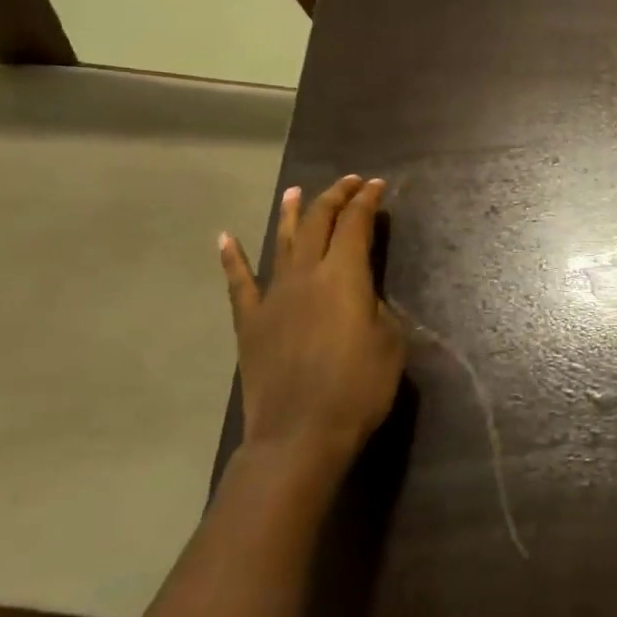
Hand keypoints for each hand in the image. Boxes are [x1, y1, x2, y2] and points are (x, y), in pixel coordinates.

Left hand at [219, 176, 405, 480]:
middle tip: (349, 182)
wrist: (300, 434)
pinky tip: (226, 238)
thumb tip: (362, 295)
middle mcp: (305, 275)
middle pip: (319, 224)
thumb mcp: (390, 342)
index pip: (356, 225)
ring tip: (295, 192)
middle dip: (335, 198)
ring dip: (291, 214)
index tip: (376, 185)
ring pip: (282, 243)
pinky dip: (232, 258)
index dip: (367, 201)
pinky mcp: (250, 322)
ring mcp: (273, 296)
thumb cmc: (358, 388)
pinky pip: (239, 282)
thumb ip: (377, 307)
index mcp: (344, 276)